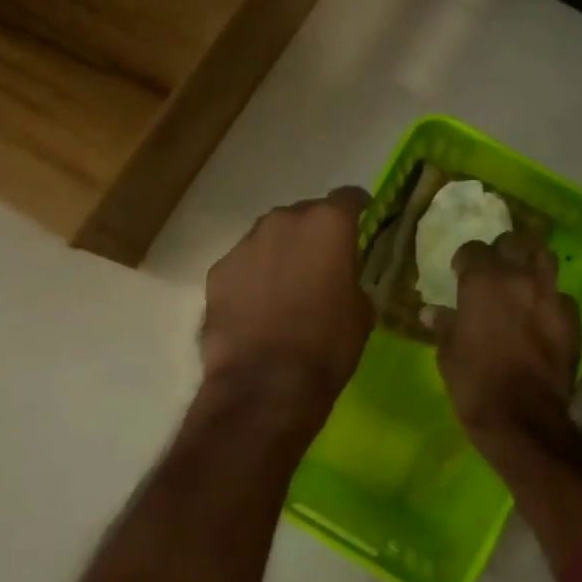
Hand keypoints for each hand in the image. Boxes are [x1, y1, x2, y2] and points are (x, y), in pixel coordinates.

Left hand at [201, 189, 373, 405]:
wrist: (266, 383)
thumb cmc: (327, 345)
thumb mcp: (361, 312)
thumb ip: (351, 279)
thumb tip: (340, 280)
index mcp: (328, 224)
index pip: (348, 198)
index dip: (357, 208)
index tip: (362, 218)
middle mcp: (284, 221)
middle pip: (303, 215)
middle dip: (313, 233)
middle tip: (321, 262)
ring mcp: (245, 244)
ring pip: (269, 238)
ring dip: (280, 253)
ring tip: (286, 286)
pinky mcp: (218, 271)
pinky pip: (243, 265)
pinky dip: (253, 278)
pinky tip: (257, 307)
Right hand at [434, 233, 580, 441]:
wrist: (524, 418)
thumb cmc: (475, 384)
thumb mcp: (448, 354)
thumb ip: (443, 325)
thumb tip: (431, 312)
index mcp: (483, 282)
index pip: (474, 249)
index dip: (466, 259)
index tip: (460, 273)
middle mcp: (519, 278)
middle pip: (514, 243)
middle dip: (503, 252)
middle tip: (494, 271)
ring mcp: (550, 296)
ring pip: (545, 259)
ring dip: (532, 265)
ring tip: (523, 282)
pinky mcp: (572, 319)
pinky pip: (562, 296)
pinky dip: (551, 300)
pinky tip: (543, 316)